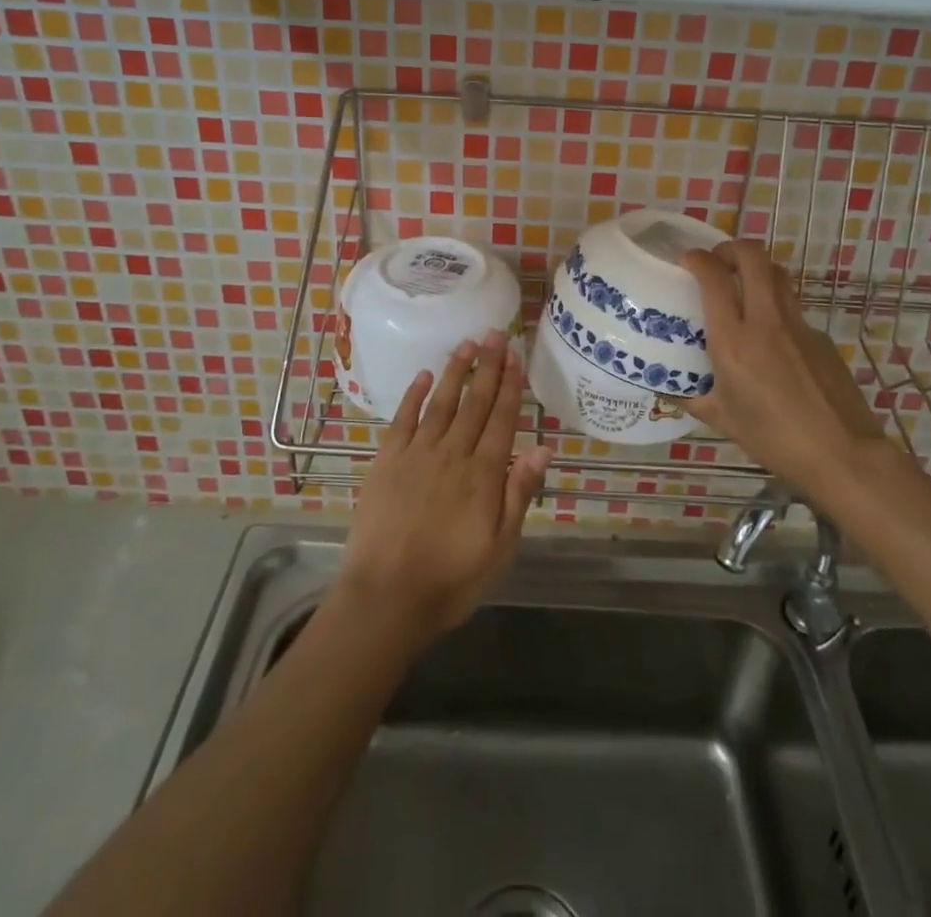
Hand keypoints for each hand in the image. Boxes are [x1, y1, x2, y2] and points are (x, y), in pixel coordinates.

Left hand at [337, 331, 553, 641]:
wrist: (386, 597)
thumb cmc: (452, 579)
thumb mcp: (501, 547)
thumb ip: (520, 493)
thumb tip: (543, 449)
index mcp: (484, 474)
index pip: (502, 419)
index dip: (510, 386)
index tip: (515, 356)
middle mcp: (453, 453)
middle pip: (475, 402)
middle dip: (487, 366)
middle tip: (495, 334)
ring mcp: (417, 453)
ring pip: (442, 402)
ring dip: (456, 371)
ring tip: (467, 344)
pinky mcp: (387, 461)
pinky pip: (404, 419)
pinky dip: (415, 395)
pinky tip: (425, 375)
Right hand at [685, 241, 886, 496]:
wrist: (842, 453)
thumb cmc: (773, 438)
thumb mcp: (722, 420)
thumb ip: (692, 399)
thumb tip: (669, 390)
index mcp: (734, 340)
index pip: (714, 278)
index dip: (697, 259)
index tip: (686, 261)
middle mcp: (766, 321)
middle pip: (753, 257)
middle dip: (731, 248)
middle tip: (717, 261)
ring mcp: (799, 326)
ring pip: (778, 275)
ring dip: (757, 269)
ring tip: (742, 286)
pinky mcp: (821, 337)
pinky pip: (793, 309)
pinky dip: (776, 308)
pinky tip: (772, 340)